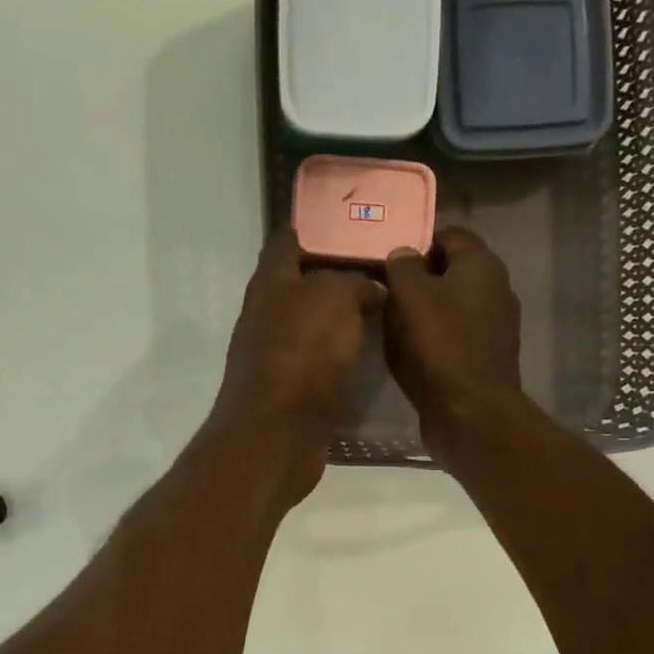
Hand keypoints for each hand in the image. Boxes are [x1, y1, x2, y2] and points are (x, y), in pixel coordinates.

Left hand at [205, 228, 384, 509]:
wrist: (277, 432)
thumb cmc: (302, 352)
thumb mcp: (335, 298)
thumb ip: (354, 283)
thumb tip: (370, 290)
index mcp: (270, 283)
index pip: (287, 240)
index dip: (315, 226)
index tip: (352, 221)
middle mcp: (267, 315)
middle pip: (301, 283)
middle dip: (337, 273)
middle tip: (384, 265)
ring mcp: (276, 355)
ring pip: (313, 323)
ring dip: (343, 315)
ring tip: (387, 305)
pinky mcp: (291, 390)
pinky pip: (321, 360)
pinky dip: (343, 353)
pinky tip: (372, 350)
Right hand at [384, 227, 522, 458]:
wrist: (469, 412)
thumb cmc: (437, 345)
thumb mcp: (407, 296)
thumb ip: (402, 266)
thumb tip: (403, 253)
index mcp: (481, 264)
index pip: (448, 235)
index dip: (416, 242)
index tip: (388, 260)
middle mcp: (497, 287)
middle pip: (452, 270)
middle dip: (420, 277)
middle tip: (386, 290)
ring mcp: (497, 323)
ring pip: (454, 303)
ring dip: (427, 308)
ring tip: (394, 322)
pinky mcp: (489, 354)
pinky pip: (458, 332)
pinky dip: (437, 335)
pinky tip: (414, 350)